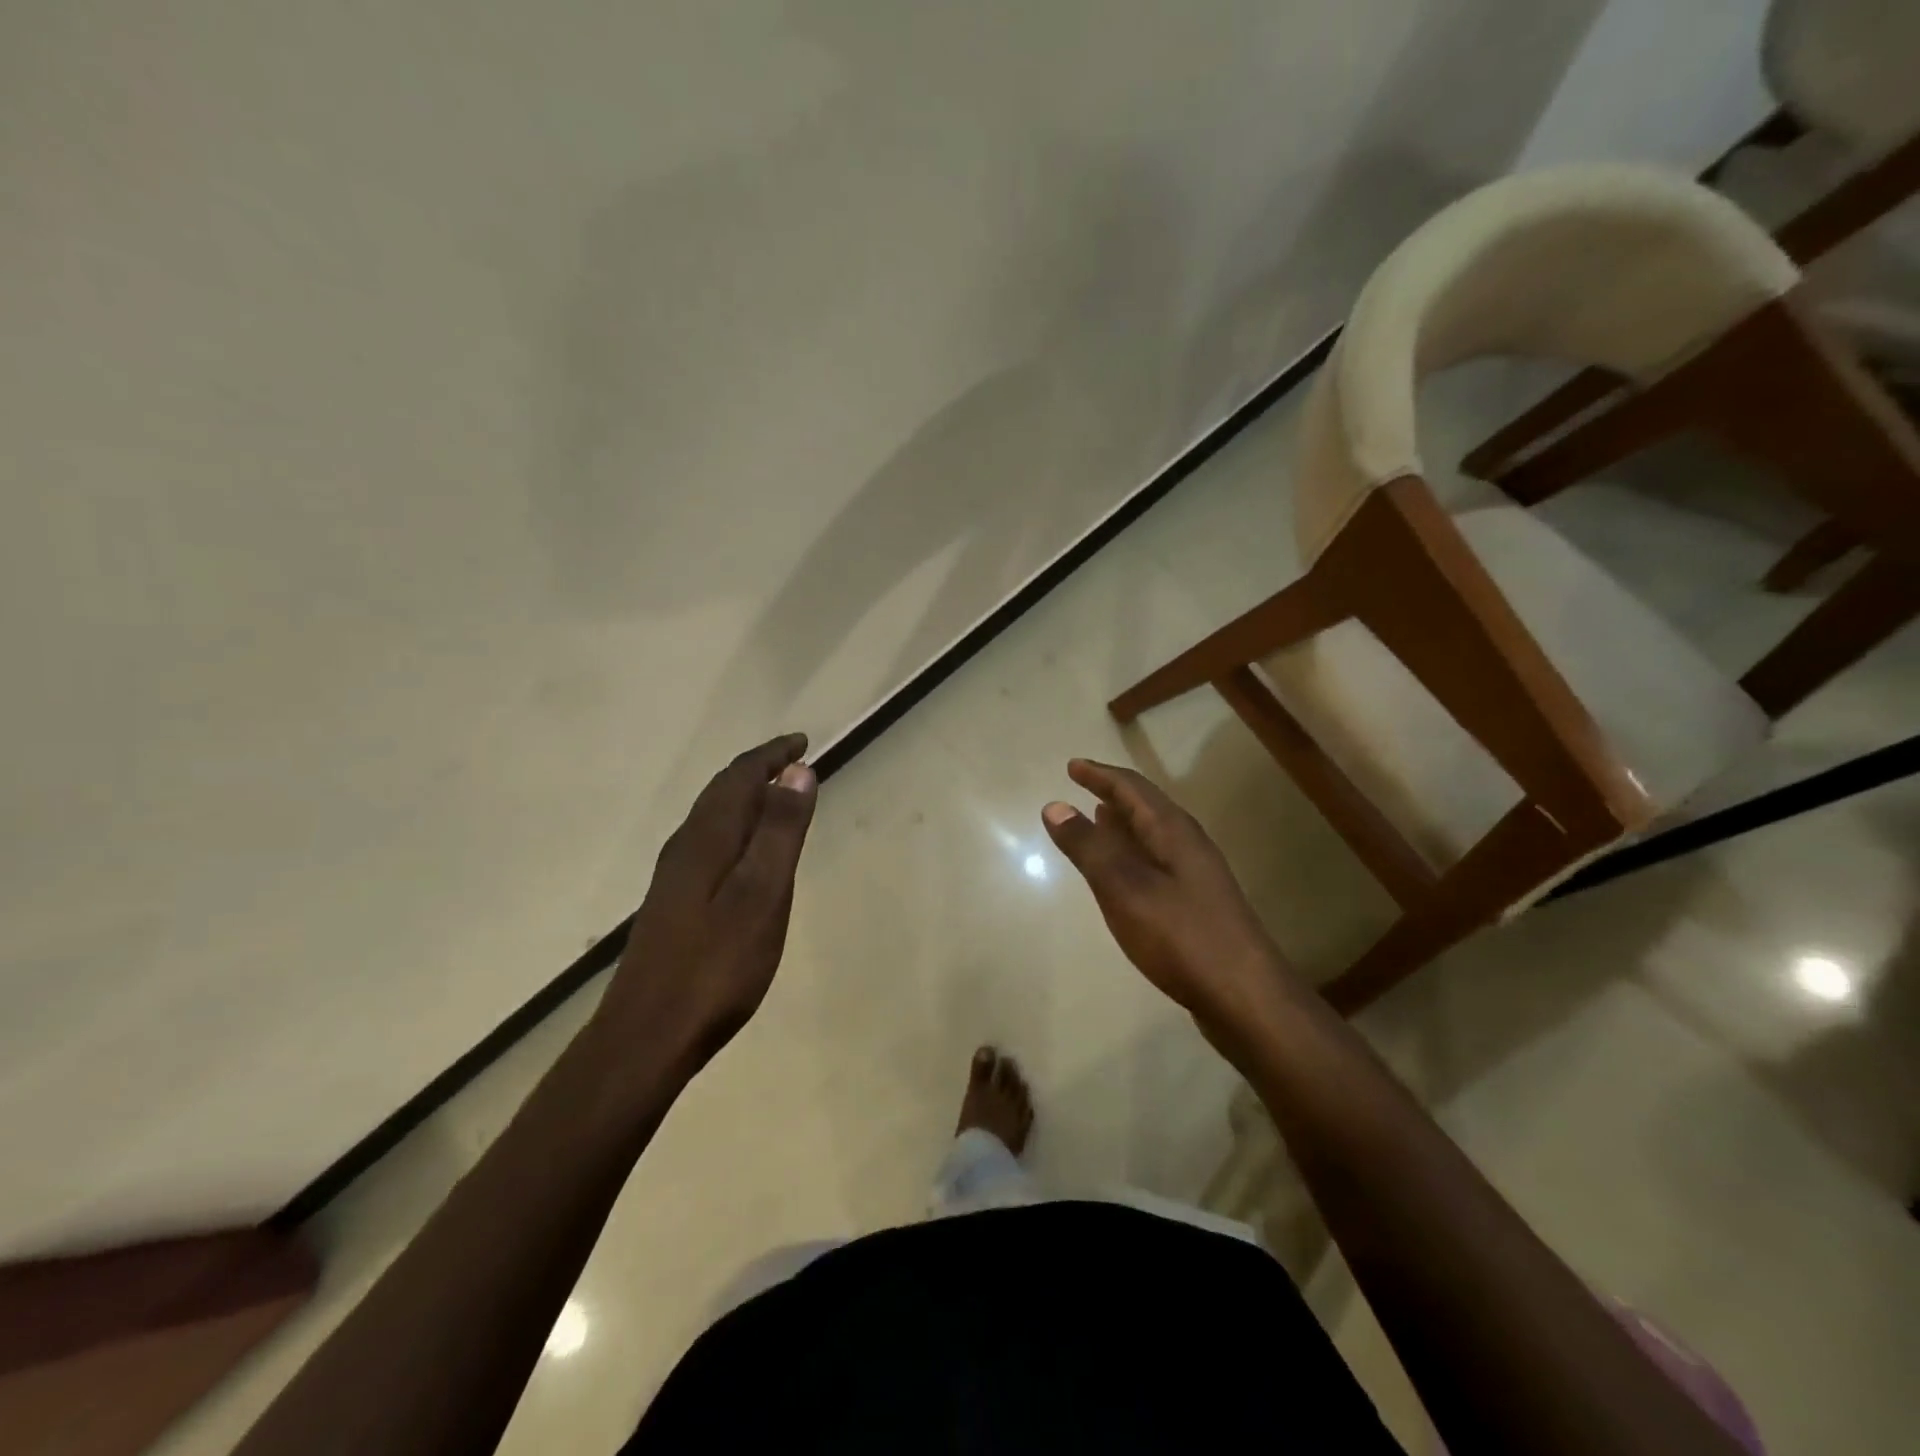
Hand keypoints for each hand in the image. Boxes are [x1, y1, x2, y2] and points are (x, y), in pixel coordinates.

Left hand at [598, 734, 818, 1066]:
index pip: (741, 777)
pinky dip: (735, 827)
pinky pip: (709, 842)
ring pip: (712, 817)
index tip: (802, 742)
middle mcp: (685, 847)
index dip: (772, 755)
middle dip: (758, 769)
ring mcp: (674, 877)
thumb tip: (797, 770)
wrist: (647, 1036)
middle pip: (722, 792)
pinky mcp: (673, 903)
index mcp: (707, 838)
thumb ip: (779, 831)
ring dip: (745, 797)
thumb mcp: (762, 895)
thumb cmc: (716, 966)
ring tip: (776, 796)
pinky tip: (744, 852)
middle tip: (793, 761)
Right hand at [1042, 758, 1289, 1034]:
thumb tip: (1056, 806)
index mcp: (1174, 832)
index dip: (1100, 775)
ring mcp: (1197, 877)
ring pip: (1153, 836)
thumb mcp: (1124, 888)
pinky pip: (1157, 863)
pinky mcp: (1197, 906)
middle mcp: (1188, 846)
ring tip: (1098, 820)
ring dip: (1124, 824)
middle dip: (1113, 795)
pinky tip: (1123, 876)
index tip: (1072, 766)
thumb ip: (1089, 847)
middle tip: (1082, 787)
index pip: (1133, 789)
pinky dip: (1133, 855)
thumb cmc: (1180, 936)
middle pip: (1147, 808)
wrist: (1245, 998)